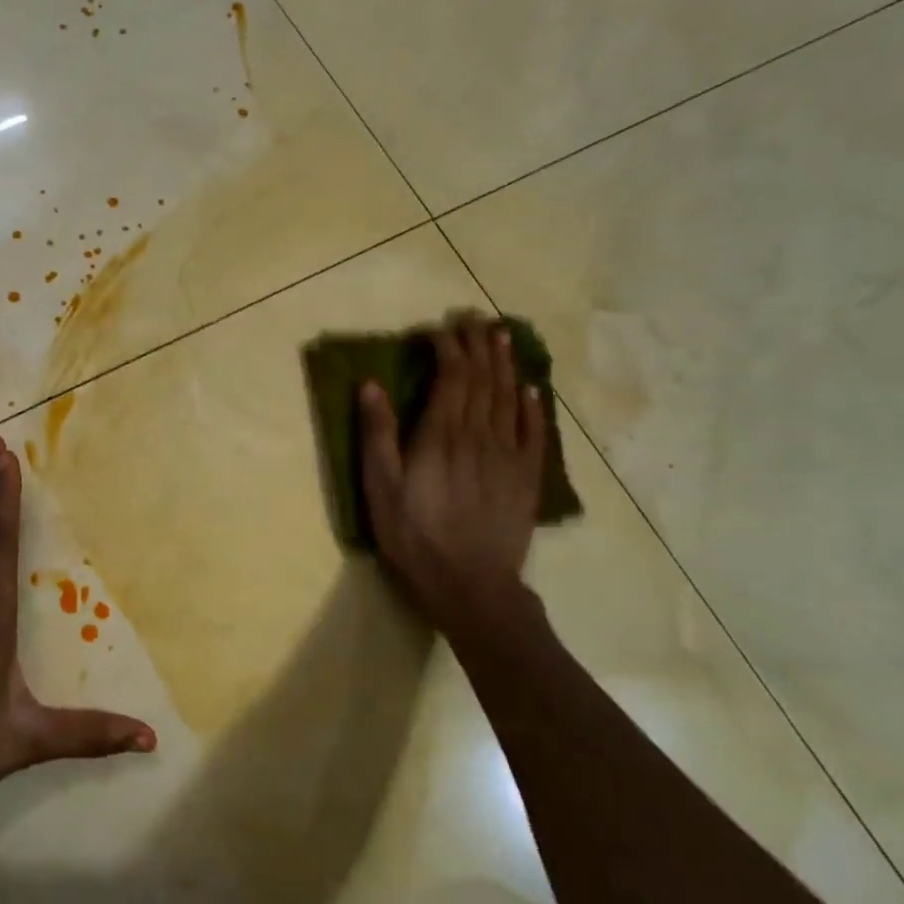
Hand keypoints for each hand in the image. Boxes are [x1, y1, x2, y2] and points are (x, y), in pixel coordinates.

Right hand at [359, 313, 546, 622]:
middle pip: (482, 378)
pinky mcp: (526, 476)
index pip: (450, 375)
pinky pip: (533, 430)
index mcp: (441, 433)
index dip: (446, 346)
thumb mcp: (379, 487)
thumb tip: (371, 385)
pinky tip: (530, 388)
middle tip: (473, 318)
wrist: (470, 584)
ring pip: (508, 396)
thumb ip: (377, 434)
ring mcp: (508, 454)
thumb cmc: (413, 535)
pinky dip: (531, 404)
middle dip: (477, 344)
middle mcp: (478, 433)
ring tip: (501, 336)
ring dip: (504, 363)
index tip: (436, 328)